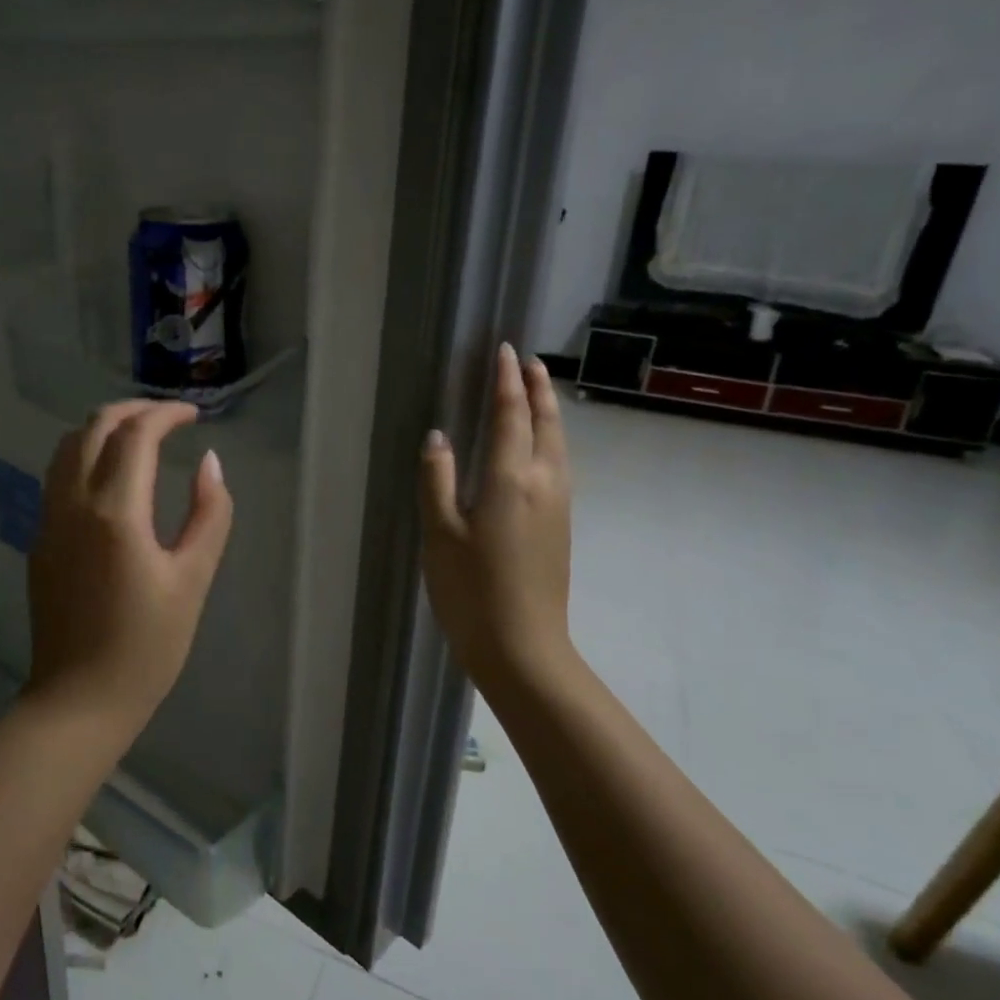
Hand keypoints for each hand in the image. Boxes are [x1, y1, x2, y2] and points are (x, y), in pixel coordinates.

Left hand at [26, 399, 234, 729]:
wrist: (79, 701)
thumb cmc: (147, 647)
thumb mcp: (192, 580)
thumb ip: (209, 515)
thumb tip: (210, 463)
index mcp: (115, 512)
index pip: (136, 434)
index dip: (166, 413)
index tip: (194, 415)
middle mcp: (73, 504)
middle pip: (93, 428)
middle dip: (132, 410)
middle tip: (168, 417)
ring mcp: (49, 522)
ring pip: (67, 448)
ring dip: (103, 429)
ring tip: (140, 437)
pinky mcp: (40, 541)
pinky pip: (58, 477)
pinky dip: (85, 455)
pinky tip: (111, 476)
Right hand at [419, 344, 575, 697]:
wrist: (523, 648)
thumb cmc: (472, 590)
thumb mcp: (440, 534)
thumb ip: (438, 480)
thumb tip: (438, 436)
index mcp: (512, 479)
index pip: (511, 416)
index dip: (506, 382)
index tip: (504, 351)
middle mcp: (544, 483)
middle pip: (547, 423)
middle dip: (538, 389)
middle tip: (528, 362)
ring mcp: (559, 506)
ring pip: (560, 444)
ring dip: (548, 412)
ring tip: (537, 393)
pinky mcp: (561, 526)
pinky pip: (560, 464)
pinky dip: (551, 439)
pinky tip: (540, 448)